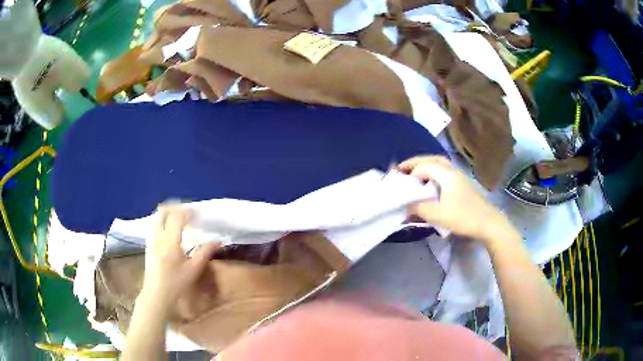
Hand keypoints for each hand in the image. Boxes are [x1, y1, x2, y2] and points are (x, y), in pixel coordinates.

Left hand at [141, 205, 219, 307]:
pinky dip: (163, 222)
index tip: (198, 213)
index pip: (177, 216)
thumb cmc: (176, 284)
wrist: (156, 295)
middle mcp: (158, 236)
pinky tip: (170, 232)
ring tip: (179, 220)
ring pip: (157, 218)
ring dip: (168, 214)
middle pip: (163, 212)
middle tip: (187, 212)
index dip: (188, 211)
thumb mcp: (193, 270)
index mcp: (170, 240)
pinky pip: (154, 226)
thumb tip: (217, 241)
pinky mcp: (148, 246)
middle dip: (175, 208)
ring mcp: (151, 240)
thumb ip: (205, 253)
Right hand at [398, 156, 517, 244]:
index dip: (409, 171)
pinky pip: (444, 171)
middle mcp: (452, 171)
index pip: (423, 166)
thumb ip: (419, 209)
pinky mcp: (462, 184)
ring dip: (425, 165)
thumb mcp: (439, 215)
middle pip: (431, 159)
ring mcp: (459, 176)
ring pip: (439, 163)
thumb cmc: (464, 217)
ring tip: (414, 174)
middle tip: (402, 169)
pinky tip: (430, 183)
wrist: (488, 223)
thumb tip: (405, 206)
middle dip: (415, 162)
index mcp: (447, 174)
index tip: (397, 180)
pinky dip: (433, 171)